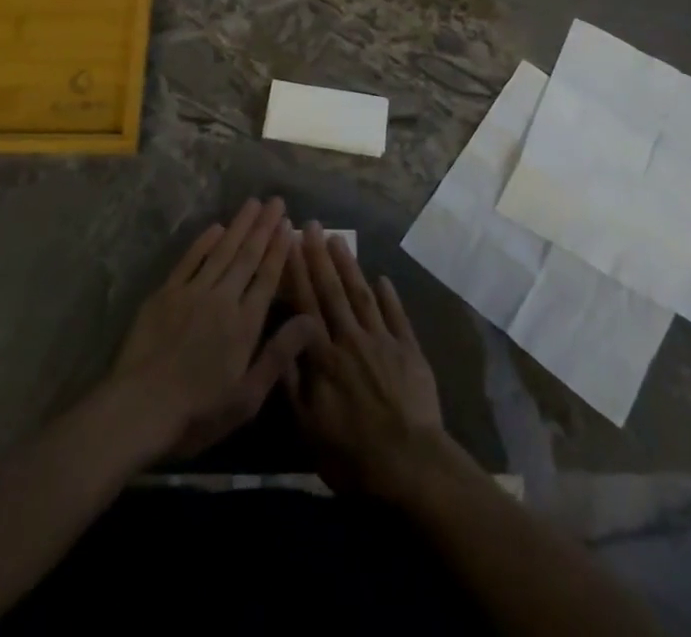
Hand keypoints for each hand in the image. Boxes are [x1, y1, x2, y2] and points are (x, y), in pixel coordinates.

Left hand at [108, 198, 319, 460]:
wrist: (139, 408)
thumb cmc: (197, 412)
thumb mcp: (247, 397)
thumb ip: (279, 355)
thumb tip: (312, 320)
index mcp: (245, 324)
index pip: (267, 277)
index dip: (279, 249)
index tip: (288, 225)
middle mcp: (223, 299)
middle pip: (247, 256)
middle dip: (264, 227)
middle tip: (276, 201)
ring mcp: (192, 292)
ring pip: (221, 251)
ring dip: (239, 225)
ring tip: (253, 203)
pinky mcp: (166, 294)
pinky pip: (189, 260)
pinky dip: (204, 241)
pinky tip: (216, 227)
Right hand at [283, 222, 459, 500]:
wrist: (410, 464)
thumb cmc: (352, 454)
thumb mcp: (308, 428)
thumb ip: (292, 382)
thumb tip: (280, 340)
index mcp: (324, 357)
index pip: (306, 305)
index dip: (298, 272)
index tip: (290, 242)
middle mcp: (351, 339)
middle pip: (333, 291)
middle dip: (320, 256)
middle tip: (312, 225)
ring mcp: (382, 341)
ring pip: (362, 295)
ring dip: (349, 266)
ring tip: (339, 240)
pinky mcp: (409, 349)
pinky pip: (396, 315)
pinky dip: (388, 295)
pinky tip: (381, 278)